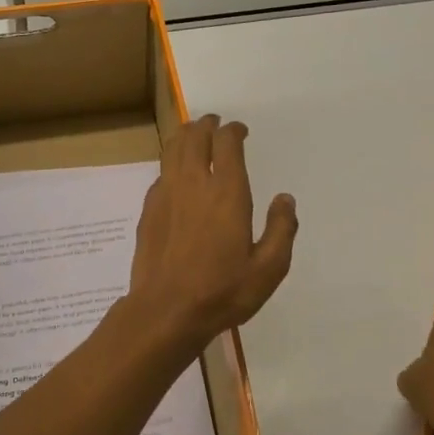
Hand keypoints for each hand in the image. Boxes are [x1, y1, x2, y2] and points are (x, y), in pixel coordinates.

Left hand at [127, 115, 297, 345]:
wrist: (166, 311)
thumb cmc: (223, 291)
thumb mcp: (268, 268)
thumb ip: (282, 229)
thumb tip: (285, 199)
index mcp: (227, 193)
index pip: (226, 143)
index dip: (233, 131)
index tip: (240, 131)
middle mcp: (194, 184)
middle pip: (195, 137)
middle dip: (206, 125)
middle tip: (214, 124)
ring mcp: (166, 195)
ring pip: (172, 150)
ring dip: (184, 136)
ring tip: (193, 135)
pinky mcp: (148, 210)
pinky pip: (160, 173)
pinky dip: (170, 163)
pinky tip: (175, 175)